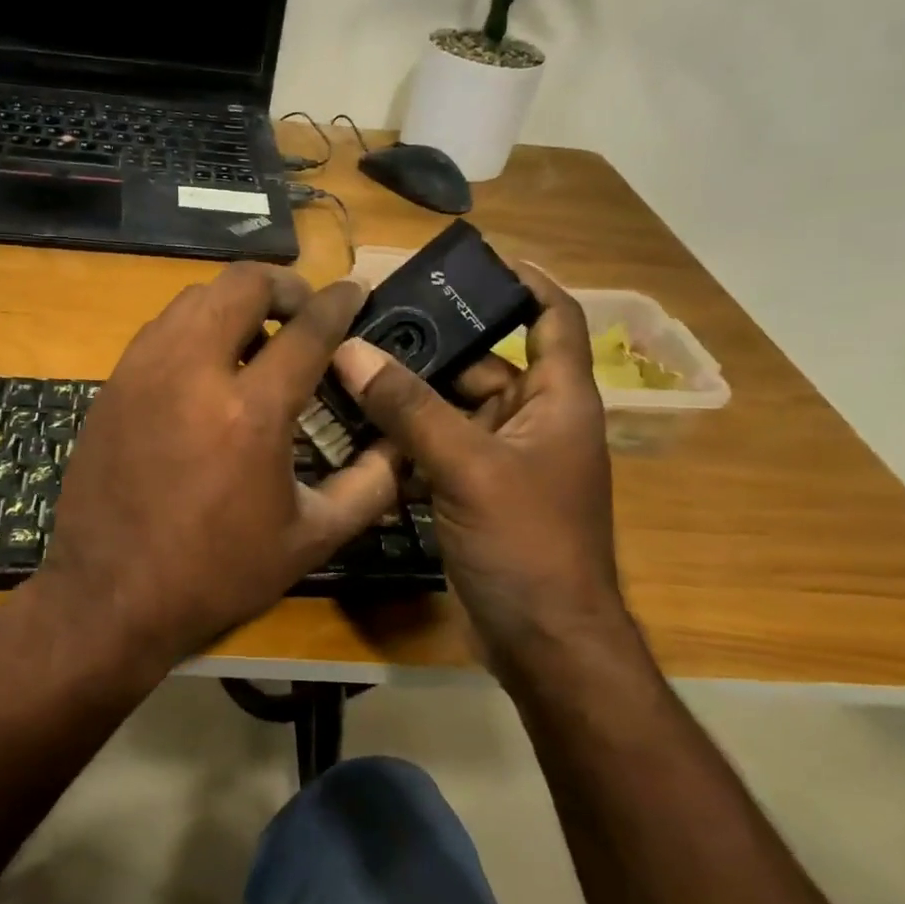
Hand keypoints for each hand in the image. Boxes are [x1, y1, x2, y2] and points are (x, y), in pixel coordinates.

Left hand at [34, 263, 400, 678]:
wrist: (109, 595)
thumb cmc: (215, 574)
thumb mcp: (309, 540)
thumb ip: (369, 486)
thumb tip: (403, 445)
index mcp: (251, 412)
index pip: (307, 329)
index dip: (338, 303)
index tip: (355, 291)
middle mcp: (193, 373)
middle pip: (241, 284)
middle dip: (283, 285)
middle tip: (303, 310)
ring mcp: (143, 372)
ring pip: (194, 297)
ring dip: (235, 302)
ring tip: (256, 336)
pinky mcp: (113, 384)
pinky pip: (161, 328)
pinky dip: (194, 326)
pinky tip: (207, 363)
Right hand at [330, 265, 624, 666]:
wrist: (542, 642)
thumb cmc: (527, 544)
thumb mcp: (468, 467)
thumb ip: (409, 408)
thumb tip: (351, 351)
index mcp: (557, 400)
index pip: (554, 318)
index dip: (526, 282)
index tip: (477, 261)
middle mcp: (531, 420)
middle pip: (480, 363)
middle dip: (430, 345)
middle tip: (367, 323)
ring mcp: (498, 459)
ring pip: (447, 408)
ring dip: (405, 395)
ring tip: (346, 368)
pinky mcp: (470, 491)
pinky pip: (432, 447)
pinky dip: (400, 437)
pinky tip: (354, 427)